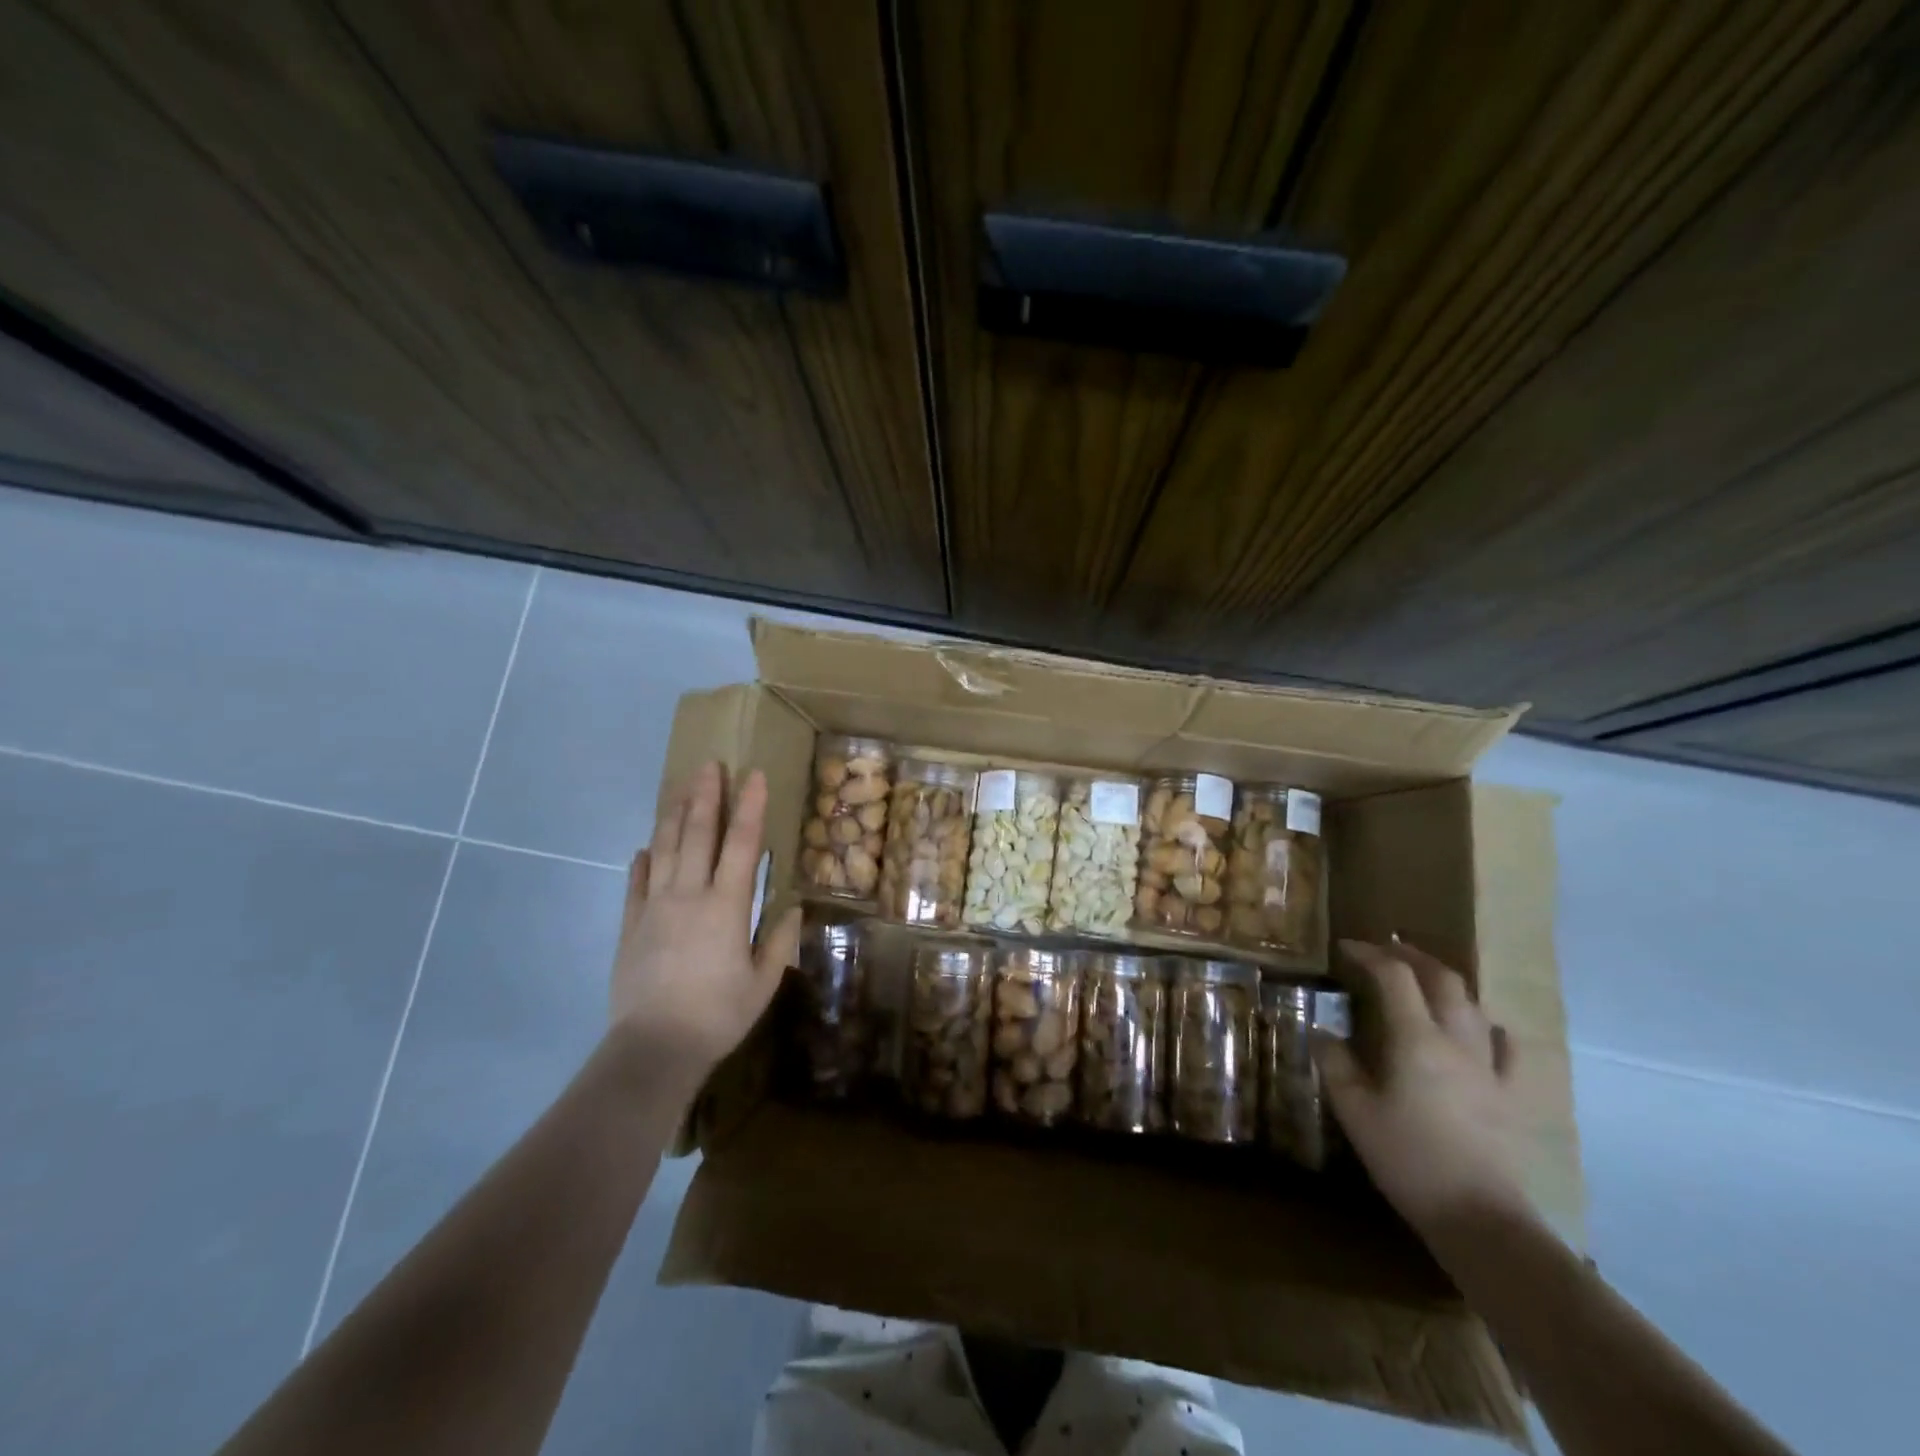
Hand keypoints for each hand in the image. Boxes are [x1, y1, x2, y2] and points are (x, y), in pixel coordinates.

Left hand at [609, 760, 802, 1093]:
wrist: (654, 1048)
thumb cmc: (718, 1015)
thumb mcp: (763, 983)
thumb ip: (778, 942)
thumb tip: (793, 908)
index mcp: (726, 906)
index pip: (742, 844)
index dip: (750, 807)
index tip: (753, 775)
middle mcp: (689, 895)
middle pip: (698, 835)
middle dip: (706, 797)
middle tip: (709, 765)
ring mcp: (654, 907)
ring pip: (665, 850)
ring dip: (674, 816)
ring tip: (680, 788)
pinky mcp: (630, 925)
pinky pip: (635, 884)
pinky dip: (642, 862)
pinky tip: (645, 848)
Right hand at [1316, 939, 1534, 1241]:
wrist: (1479, 1218)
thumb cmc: (1408, 1159)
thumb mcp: (1354, 1111)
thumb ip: (1336, 1065)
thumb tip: (1323, 1034)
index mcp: (1415, 1039)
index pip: (1394, 976)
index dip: (1369, 954)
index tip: (1346, 947)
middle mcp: (1455, 1041)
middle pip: (1442, 979)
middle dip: (1412, 955)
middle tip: (1385, 949)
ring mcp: (1488, 1068)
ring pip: (1473, 1006)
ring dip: (1446, 982)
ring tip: (1423, 979)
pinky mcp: (1509, 1096)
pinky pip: (1505, 1049)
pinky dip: (1487, 1026)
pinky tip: (1480, 1027)